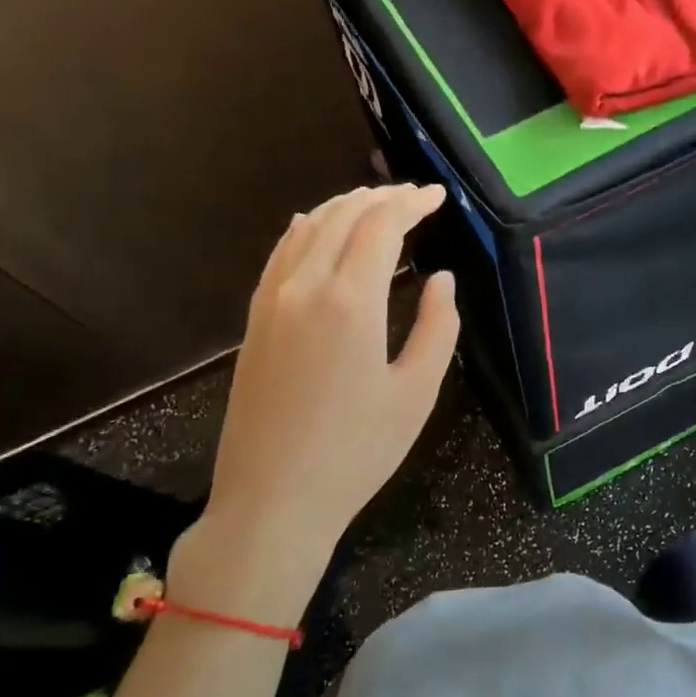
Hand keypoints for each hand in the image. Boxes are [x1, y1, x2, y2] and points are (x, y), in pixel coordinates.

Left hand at [172, 183, 458, 623]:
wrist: (273, 500)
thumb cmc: (356, 453)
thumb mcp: (416, 393)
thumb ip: (438, 328)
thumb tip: (441, 279)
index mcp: (350, 301)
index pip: (381, 225)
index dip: (412, 202)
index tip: (438, 196)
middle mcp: (305, 287)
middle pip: (342, 216)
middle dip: (382, 197)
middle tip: (414, 197)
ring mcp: (271, 302)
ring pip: (307, 229)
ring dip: (344, 207)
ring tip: (376, 204)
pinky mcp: (255, 321)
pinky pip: (281, 254)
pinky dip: (306, 230)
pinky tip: (315, 227)